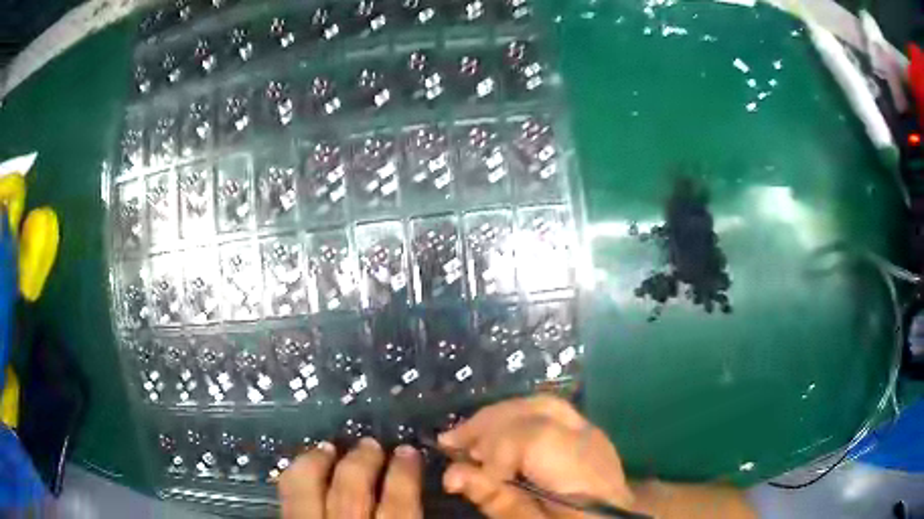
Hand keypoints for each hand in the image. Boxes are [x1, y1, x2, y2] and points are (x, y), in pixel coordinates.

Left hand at [278, 439, 421, 518]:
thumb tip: (418, 501)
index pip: (399, 502)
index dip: (405, 473)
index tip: (409, 452)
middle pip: (351, 490)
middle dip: (362, 462)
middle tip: (370, 444)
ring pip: (307, 489)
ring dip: (318, 463)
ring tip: (329, 447)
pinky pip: (285, 497)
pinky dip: (293, 478)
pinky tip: (301, 471)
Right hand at [439, 395, 634, 518]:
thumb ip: (499, 501)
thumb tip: (453, 474)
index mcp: (582, 471)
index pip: (536, 436)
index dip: (495, 449)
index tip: (466, 469)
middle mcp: (590, 441)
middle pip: (537, 408)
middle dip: (488, 422)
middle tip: (452, 442)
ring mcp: (591, 432)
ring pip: (541, 404)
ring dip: (499, 416)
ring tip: (468, 437)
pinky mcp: (586, 432)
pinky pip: (546, 411)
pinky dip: (515, 418)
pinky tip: (497, 433)